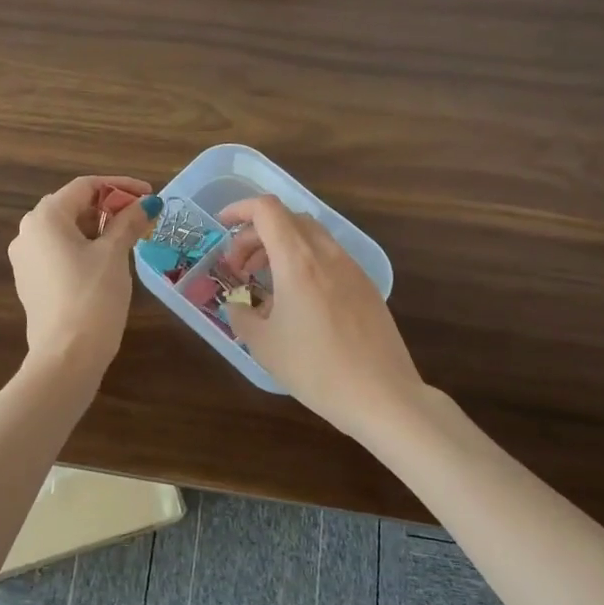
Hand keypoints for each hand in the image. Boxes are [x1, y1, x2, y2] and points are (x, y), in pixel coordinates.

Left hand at [9, 175, 160, 373]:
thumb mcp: (114, 255)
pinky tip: (107, 261)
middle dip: (109, 208)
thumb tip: (148, 203)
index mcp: (45, 217)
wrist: (66, 355)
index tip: (149, 196)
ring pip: (66, 231)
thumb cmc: (92, 296)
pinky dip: (83, 248)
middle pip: (73, 206)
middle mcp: (28, 232)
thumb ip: (129, 223)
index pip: (85, 187)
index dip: (120, 187)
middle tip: (142, 218)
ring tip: (130, 239)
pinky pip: (58, 253)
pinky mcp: (30, 282)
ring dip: (98, 228)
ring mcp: (25, 259)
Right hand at [217, 195, 424, 441]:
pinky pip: (329, 257)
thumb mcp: (263, 345)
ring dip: (281, 247)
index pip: (267, 210)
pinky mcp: (366, 287)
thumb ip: (241, 315)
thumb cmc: (315, 368)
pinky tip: (298, 300)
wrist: (382, 395)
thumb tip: (238, 304)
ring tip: (266, 282)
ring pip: (311, 236)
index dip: (239, 209)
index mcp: (297, 261)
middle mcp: (326, 254)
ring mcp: (351, 268)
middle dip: (256, 233)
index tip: (221, 227)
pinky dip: (304, 262)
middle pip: (288, 219)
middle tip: (239, 267)